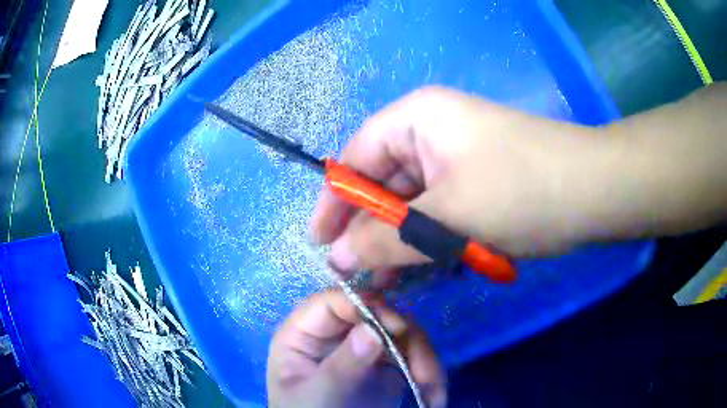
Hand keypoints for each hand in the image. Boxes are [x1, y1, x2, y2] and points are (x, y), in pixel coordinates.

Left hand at [267, 290, 446, 407]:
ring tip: (433, 393)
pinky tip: (433, 397)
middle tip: (424, 369)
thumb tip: (373, 328)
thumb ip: (342, 364)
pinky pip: (412, 357)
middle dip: (406, 338)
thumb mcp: (317, 395)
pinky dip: (427, 374)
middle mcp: (335, 335)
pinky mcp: (384, 367)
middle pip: (375, 314)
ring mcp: (362, 350)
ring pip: (401, 334)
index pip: (332, 303)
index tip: (397, 325)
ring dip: (423, 360)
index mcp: (304, 334)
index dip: (364, 304)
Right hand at [311, 86, 600, 279]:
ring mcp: (459, 156)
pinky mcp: (479, 180)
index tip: (320, 241)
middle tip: (355, 271)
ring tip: (386, 279)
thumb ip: (386, 239)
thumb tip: (337, 258)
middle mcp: (433, 131)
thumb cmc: (520, 192)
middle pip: (385, 181)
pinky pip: (440, 209)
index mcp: (417, 119)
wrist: (593, 192)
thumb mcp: (447, 219)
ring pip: (414, 201)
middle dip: (370, 227)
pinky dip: (430, 238)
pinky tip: (424, 267)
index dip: (335, 200)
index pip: (357, 157)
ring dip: (401, 240)